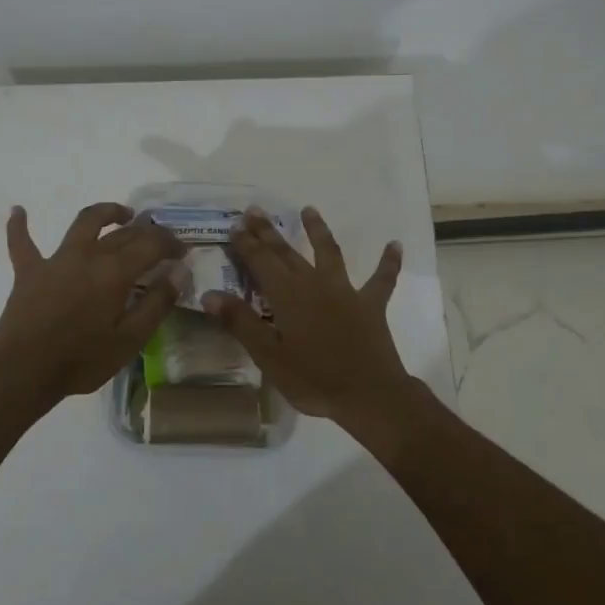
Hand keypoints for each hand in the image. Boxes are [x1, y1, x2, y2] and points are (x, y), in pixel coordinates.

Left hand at [0, 203, 186, 405]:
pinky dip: (20, 226)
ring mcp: (55, 260)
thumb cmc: (81, 360)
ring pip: (83, 223)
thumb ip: (156, 303)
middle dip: (147, 231)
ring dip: (105, 213)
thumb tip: (179, 272)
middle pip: (122, 233)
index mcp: (114, 272)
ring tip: (121, 213)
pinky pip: (22, 242)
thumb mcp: (130, 340)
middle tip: (160, 239)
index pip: (151, 244)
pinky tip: (18, 210)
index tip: (184, 251)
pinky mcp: (28, 271)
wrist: (23, 372)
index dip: (171, 243)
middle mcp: (87, 255)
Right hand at [202, 207, 416, 425]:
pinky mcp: (371, 305)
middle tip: (256, 211)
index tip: (235, 225)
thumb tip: (210, 294)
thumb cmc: (312, 379)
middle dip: (270, 232)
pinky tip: (394, 244)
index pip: (261, 261)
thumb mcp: (268, 356)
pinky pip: (382, 279)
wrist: (368, 394)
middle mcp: (315, 284)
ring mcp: (346, 291)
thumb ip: (240, 322)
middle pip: (288, 252)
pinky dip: (388, 261)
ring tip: (309, 210)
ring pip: (329, 253)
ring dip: (318, 230)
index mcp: (287, 295)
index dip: (247, 243)